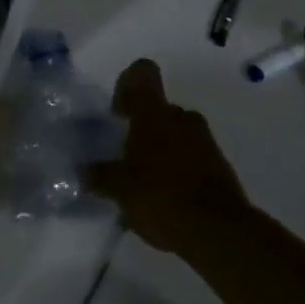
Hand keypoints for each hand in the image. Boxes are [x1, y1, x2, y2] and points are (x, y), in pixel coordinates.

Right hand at [85, 60, 250, 252]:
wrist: (219, 231)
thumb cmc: (162, 196)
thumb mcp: (121, 189)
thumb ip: (101, 176)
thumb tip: (84, 170)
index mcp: (154, 112)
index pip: (142, 72)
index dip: (127, 84)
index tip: (118, 112)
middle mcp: (181, 117)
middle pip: (158, 109)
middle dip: (141, 130)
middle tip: (126, 159)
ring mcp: (205, 140)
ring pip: (176, 134)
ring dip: (160, 152)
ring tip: (145, 188)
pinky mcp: (220, 166)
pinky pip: (193, 158)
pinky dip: (178, 172)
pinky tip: (166, 203)